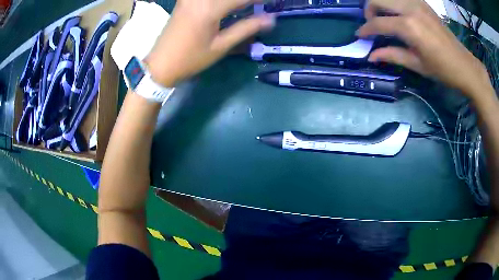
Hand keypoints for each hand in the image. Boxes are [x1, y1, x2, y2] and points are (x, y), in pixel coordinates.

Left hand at [145, 0, 274, 86]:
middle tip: (260, 3)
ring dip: (236, 0)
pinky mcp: (185, 0)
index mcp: (209, 9)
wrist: (160, 65)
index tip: (275, 1)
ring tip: (247, 5)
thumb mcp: (220, 46)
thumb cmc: (190, 60)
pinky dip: (223, 1)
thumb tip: (270, 19)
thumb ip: (246, 28)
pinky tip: (229, 6)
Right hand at [357, 0, 491, 97]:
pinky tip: (397, 13)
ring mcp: (416, 3)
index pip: (378, 23)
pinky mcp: (422, 2)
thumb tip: (371, 56)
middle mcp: (410, 9)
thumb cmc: (442, 69)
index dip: (365, 29)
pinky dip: (393, 2)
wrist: (463, 63)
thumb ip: (392, 55)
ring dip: (380, 3)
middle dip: (369, 10)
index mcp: (409, 27)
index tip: (360, 35)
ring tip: (383, 17)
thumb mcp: (417, 65)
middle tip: (372, 24)